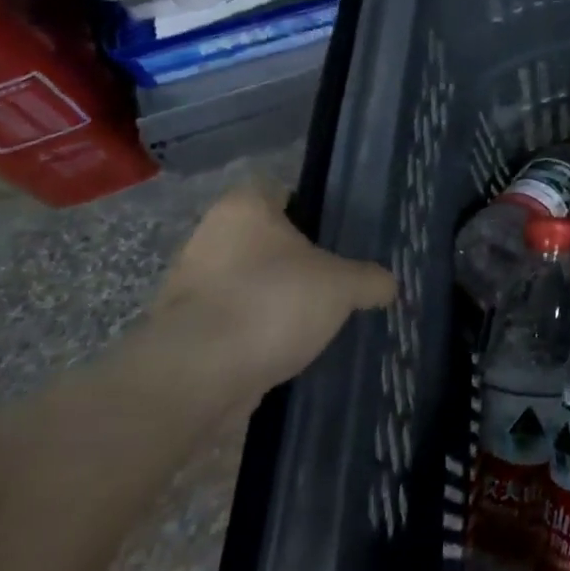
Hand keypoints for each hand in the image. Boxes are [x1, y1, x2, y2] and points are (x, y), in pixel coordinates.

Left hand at [155, 186, 394, 399]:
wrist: (197, 377)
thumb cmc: (273, 303)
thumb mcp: (343, 286)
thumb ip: (370, 280)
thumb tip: (388, 285)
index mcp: (243, 208)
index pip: (281, 193)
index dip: (311, 211)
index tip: (337, 237)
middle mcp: (208, 237)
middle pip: (263, 241)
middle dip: (294, 262)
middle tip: (333, 281)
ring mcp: (189, 286)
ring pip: (246, 283)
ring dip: (273, 300)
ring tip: (314, 322)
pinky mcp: (181, 332)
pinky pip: (231, 322)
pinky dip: (254, 334)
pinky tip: (285, 351)